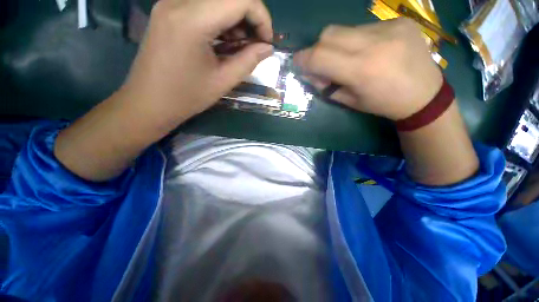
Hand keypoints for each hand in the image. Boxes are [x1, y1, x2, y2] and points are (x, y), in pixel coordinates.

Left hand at [54, 0, 273, 180]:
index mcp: (192, 20)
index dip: (262, 17)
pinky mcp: (167, 11)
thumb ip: (249, 61)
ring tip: (239, 46)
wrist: (148, 102)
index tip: (266, 41)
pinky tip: (222, 41)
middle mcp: (178, 1)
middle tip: (254, 44)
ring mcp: (170, 3)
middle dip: (250, 18)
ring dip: (235, 19)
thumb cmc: (186, 97)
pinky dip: (220, 20)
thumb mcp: (223, 81)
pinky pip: (202, 5)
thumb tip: (268, 48)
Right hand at [293, 18, 442, 120]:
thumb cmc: (382, 104)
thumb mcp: (348, 101)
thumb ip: (325, 86)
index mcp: (361, 70)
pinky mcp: (399, 21)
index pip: (319, 56)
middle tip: (321, 63)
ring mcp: (389, 28)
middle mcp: (374, 43)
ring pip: (344, 29)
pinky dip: (355, 40)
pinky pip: (363, 27)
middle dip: (317, 49)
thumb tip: (308, 73)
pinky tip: (367, 51)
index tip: (297, 63)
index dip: (303, 59)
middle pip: (329, 34)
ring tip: (346, 58)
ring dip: (336, 45)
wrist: (424, 95)